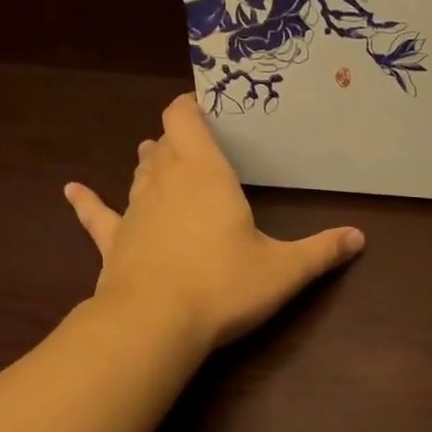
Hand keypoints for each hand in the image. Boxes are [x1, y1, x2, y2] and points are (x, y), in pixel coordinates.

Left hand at [64, 95, 365, 352]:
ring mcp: (134, 209)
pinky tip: (72, 190)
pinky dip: (87, 201)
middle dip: (179, 138)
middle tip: (201, 145)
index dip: (192, 106)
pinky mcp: (113, 241)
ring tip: (162, 160)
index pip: (185, 117)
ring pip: (139, 172)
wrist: (154, 325)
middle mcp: (164, 180)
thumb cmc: (223, 286)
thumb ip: (322, 251)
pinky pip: (97, 214)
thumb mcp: (284, 270)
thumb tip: (360, 238)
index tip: (209, 106)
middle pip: (163, 141)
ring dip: (151, 164)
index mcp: (204, 173)